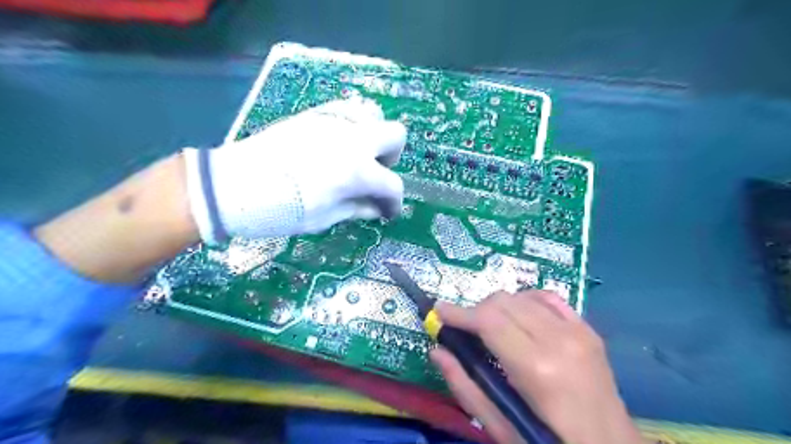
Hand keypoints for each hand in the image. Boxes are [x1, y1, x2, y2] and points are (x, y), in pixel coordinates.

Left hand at [185, 96, 407, 243]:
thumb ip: (357, 209)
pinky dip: (354, 125)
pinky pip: (347, 109)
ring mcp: (333, 122)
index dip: (394, 202)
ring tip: (358, 157)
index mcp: (357, 171)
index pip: (392, 184)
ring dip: (374, 137)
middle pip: (396, 135)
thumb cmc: (281, 209)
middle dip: (392, 158)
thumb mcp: (324, 218)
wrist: (233, 185)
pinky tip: (339, 143)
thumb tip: (377, 208)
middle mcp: (352, 140)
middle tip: (375, 175)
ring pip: (374, 114)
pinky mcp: (315, 114)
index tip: (386, 212)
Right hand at [432, 290, 642, 443]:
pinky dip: (526, 301)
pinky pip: (549, 298)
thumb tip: (437, 351)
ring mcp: (578, 331)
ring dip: (499, 307)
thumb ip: (465, 386)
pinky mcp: (588, 330)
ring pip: (522, 296)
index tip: (438, 311)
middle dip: (477, 311)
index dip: (459, 313)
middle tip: (466, 330)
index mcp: (537, 369)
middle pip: (503, 302)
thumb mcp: (501, 427)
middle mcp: (559, 340)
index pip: (488, 320)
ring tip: (492, 328)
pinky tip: (519, 317)